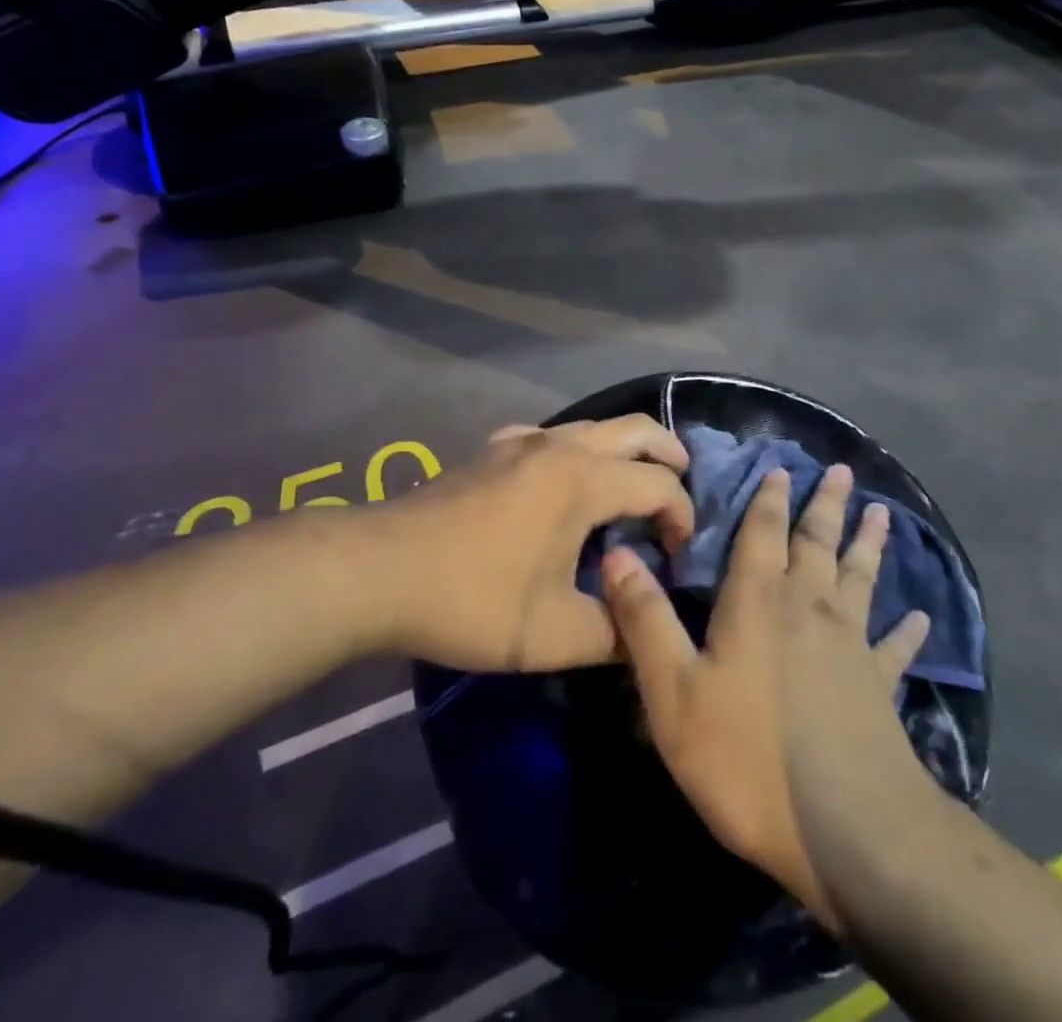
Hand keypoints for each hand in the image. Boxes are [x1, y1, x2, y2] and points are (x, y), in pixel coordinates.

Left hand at [365, 416, 691, 671]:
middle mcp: (561, 448)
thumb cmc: (473, 599)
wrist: (378, 571)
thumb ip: (615, 634)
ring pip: (592, 426)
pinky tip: (558, 480)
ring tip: (630, 485)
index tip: (678, 555)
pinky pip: (547, 436)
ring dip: (623, 449)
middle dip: (670, 454)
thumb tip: (643, 631)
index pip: (660, 485)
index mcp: (585, 481)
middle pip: (636, 429)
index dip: (682, 516)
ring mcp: (521, 443)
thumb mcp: (554, 635)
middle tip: (682, 486)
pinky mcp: (491, 451)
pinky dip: (572, 449)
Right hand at [601, 464, 928, 923]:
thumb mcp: (674, 693)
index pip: (762, 533)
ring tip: (882, 512)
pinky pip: (895, 648)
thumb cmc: (749, 759)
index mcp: (758, 602)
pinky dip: (906, 631)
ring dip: (868, 544)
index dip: (769, 498)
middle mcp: (808, 608)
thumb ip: (645, 620)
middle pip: (817, 542)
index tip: (781, 467)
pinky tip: (920, 617)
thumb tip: (616, 552)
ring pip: (860, 578)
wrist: (848, 831)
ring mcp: (851, 646)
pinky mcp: (879, 687)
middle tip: (840, 469)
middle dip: (825, 504)